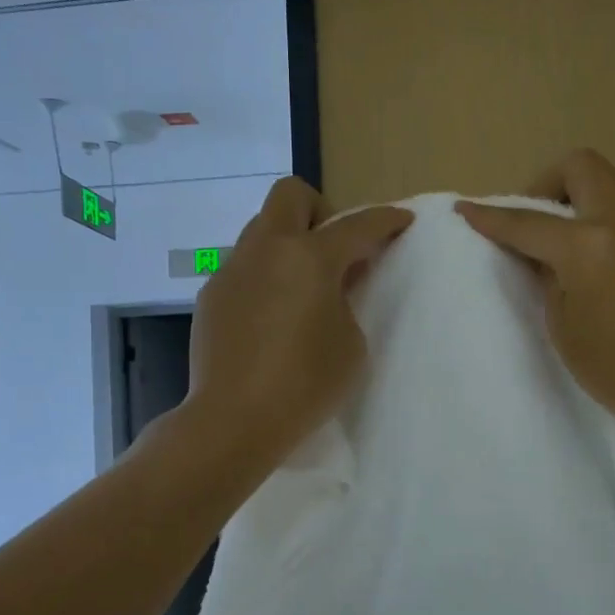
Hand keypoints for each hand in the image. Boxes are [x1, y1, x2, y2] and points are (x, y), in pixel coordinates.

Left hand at [186, 176, 411, 466]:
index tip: (402, 222)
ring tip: (302, 288)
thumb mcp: (350, 343)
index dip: (385, 220)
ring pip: (262, 229)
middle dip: (321, 210)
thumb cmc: (305, 384)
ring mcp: (232, 270)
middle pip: (291, 195)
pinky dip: (265, 275)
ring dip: (288, 243)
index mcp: (309, 257)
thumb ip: (347, 300)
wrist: (234, 419)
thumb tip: (332, 285)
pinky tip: (271, 316)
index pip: (357, 225)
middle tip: (335, 251)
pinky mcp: (212, 295)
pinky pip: (244, 266)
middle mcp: (266, 250)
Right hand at [457, 150, 614, 459]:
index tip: (467, 209)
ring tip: (582, 258)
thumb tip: (544, 254)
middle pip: (583, 166)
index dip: (492, 217)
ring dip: (588, 211)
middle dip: (549, 184)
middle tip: (539, 222)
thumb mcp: (563, 325)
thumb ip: (547, 276)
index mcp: (589, 247)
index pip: (529, 222)